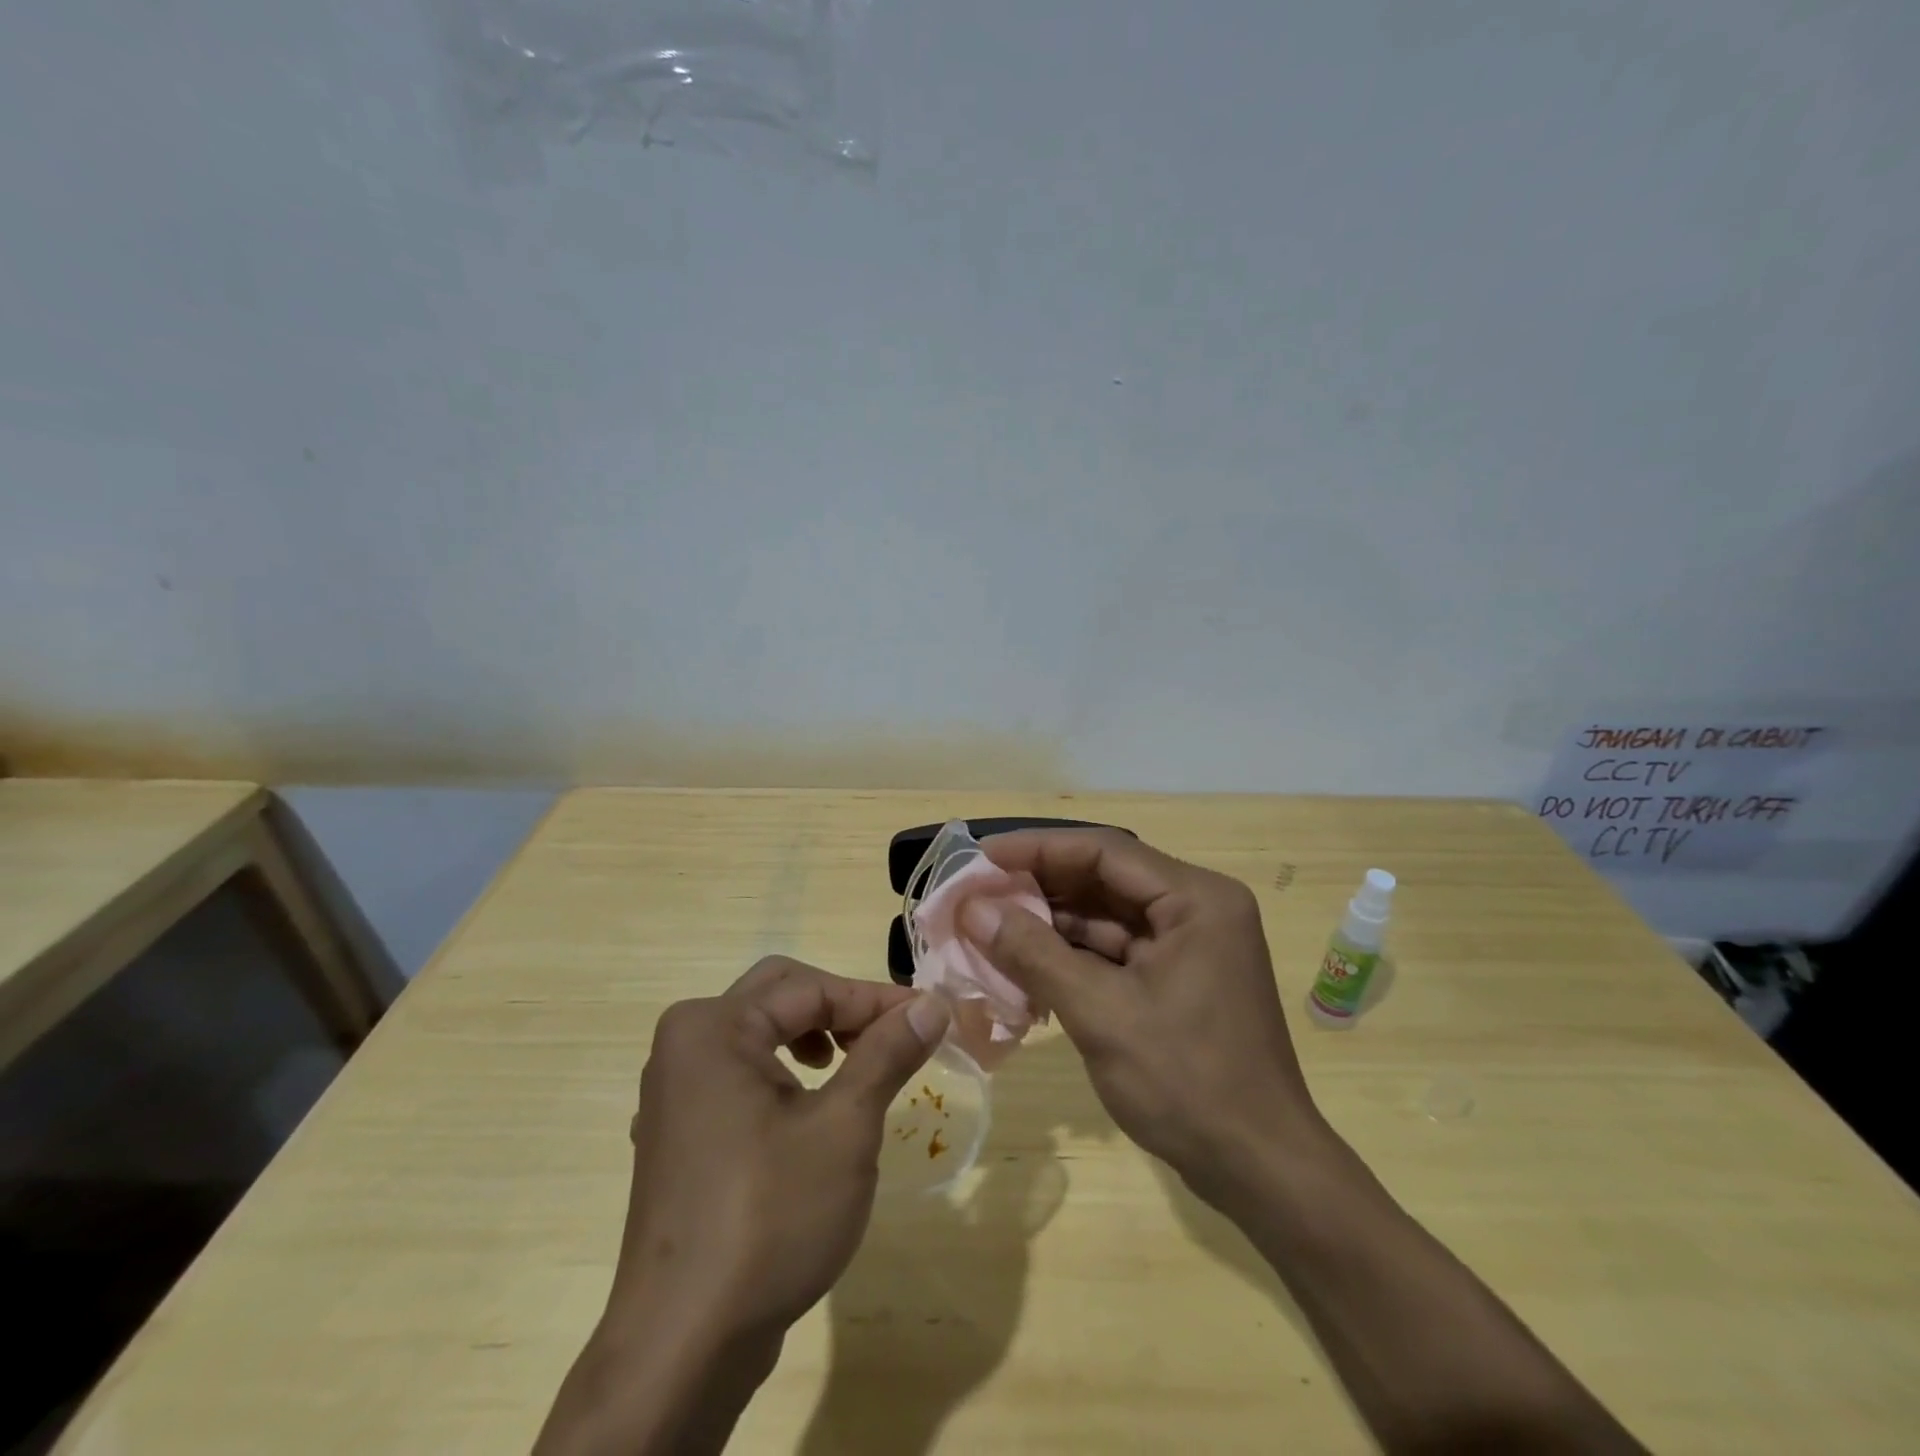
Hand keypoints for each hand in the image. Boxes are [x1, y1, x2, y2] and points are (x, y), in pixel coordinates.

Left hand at [536, 958, 950, 1455]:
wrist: (684, 1347)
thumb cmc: (769, 1219)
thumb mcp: (844, 1128)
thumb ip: (887, 1054)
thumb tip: (932, 1004)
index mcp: (713, 1027)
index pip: (811, 989)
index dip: (875, 999)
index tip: (931, 1015)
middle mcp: (685, 1043)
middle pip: (779, 995)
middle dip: (841, 1009)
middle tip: (891, 1036)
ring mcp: (675, 1091)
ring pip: (759, 1033)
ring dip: (815, 1036)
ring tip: (856, 1068)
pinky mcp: (680, 1132)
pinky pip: (740, 1072)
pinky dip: (785, 1071)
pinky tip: (811, 1108)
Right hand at [961, 831, 1326, 1197]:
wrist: (1261, 1172)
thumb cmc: (1187, 1083)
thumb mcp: (1101, 1013)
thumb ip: (1034, 954)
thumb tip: (972, 909)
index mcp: (1195, 899)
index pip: (1104, 851)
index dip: (1037, 849)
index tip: (982, 856)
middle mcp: (1196, 908)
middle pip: (1105, 879)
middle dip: (1040, 887)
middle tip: (978, 893)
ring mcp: (1190, 945)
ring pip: (1107, 916)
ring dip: (1051, 923)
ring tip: (989, 927)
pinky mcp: (1178, 978)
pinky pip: (1116, 951)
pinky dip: (1072, 956)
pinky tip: (1026, 965)